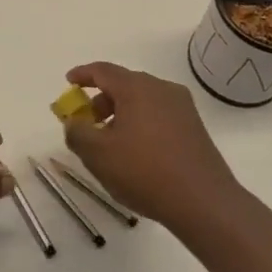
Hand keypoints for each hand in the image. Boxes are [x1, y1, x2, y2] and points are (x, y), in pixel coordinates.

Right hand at [60, 62, 241, 231]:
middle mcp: (162, 89)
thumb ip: (77, 133)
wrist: (203, 201)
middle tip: (87, 123)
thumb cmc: (144, 171)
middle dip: (101, 100)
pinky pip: (159, 115)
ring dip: (122, 114)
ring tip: (111, 143)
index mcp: (137, 88)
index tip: (69, 82)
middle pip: (124, 85)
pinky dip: (141, 123)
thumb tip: (73, 122)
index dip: (83, 74)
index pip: (103, 70)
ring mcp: (182, 107)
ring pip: (143, 101)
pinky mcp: (194, 127)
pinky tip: (136, 152)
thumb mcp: (98, 154)